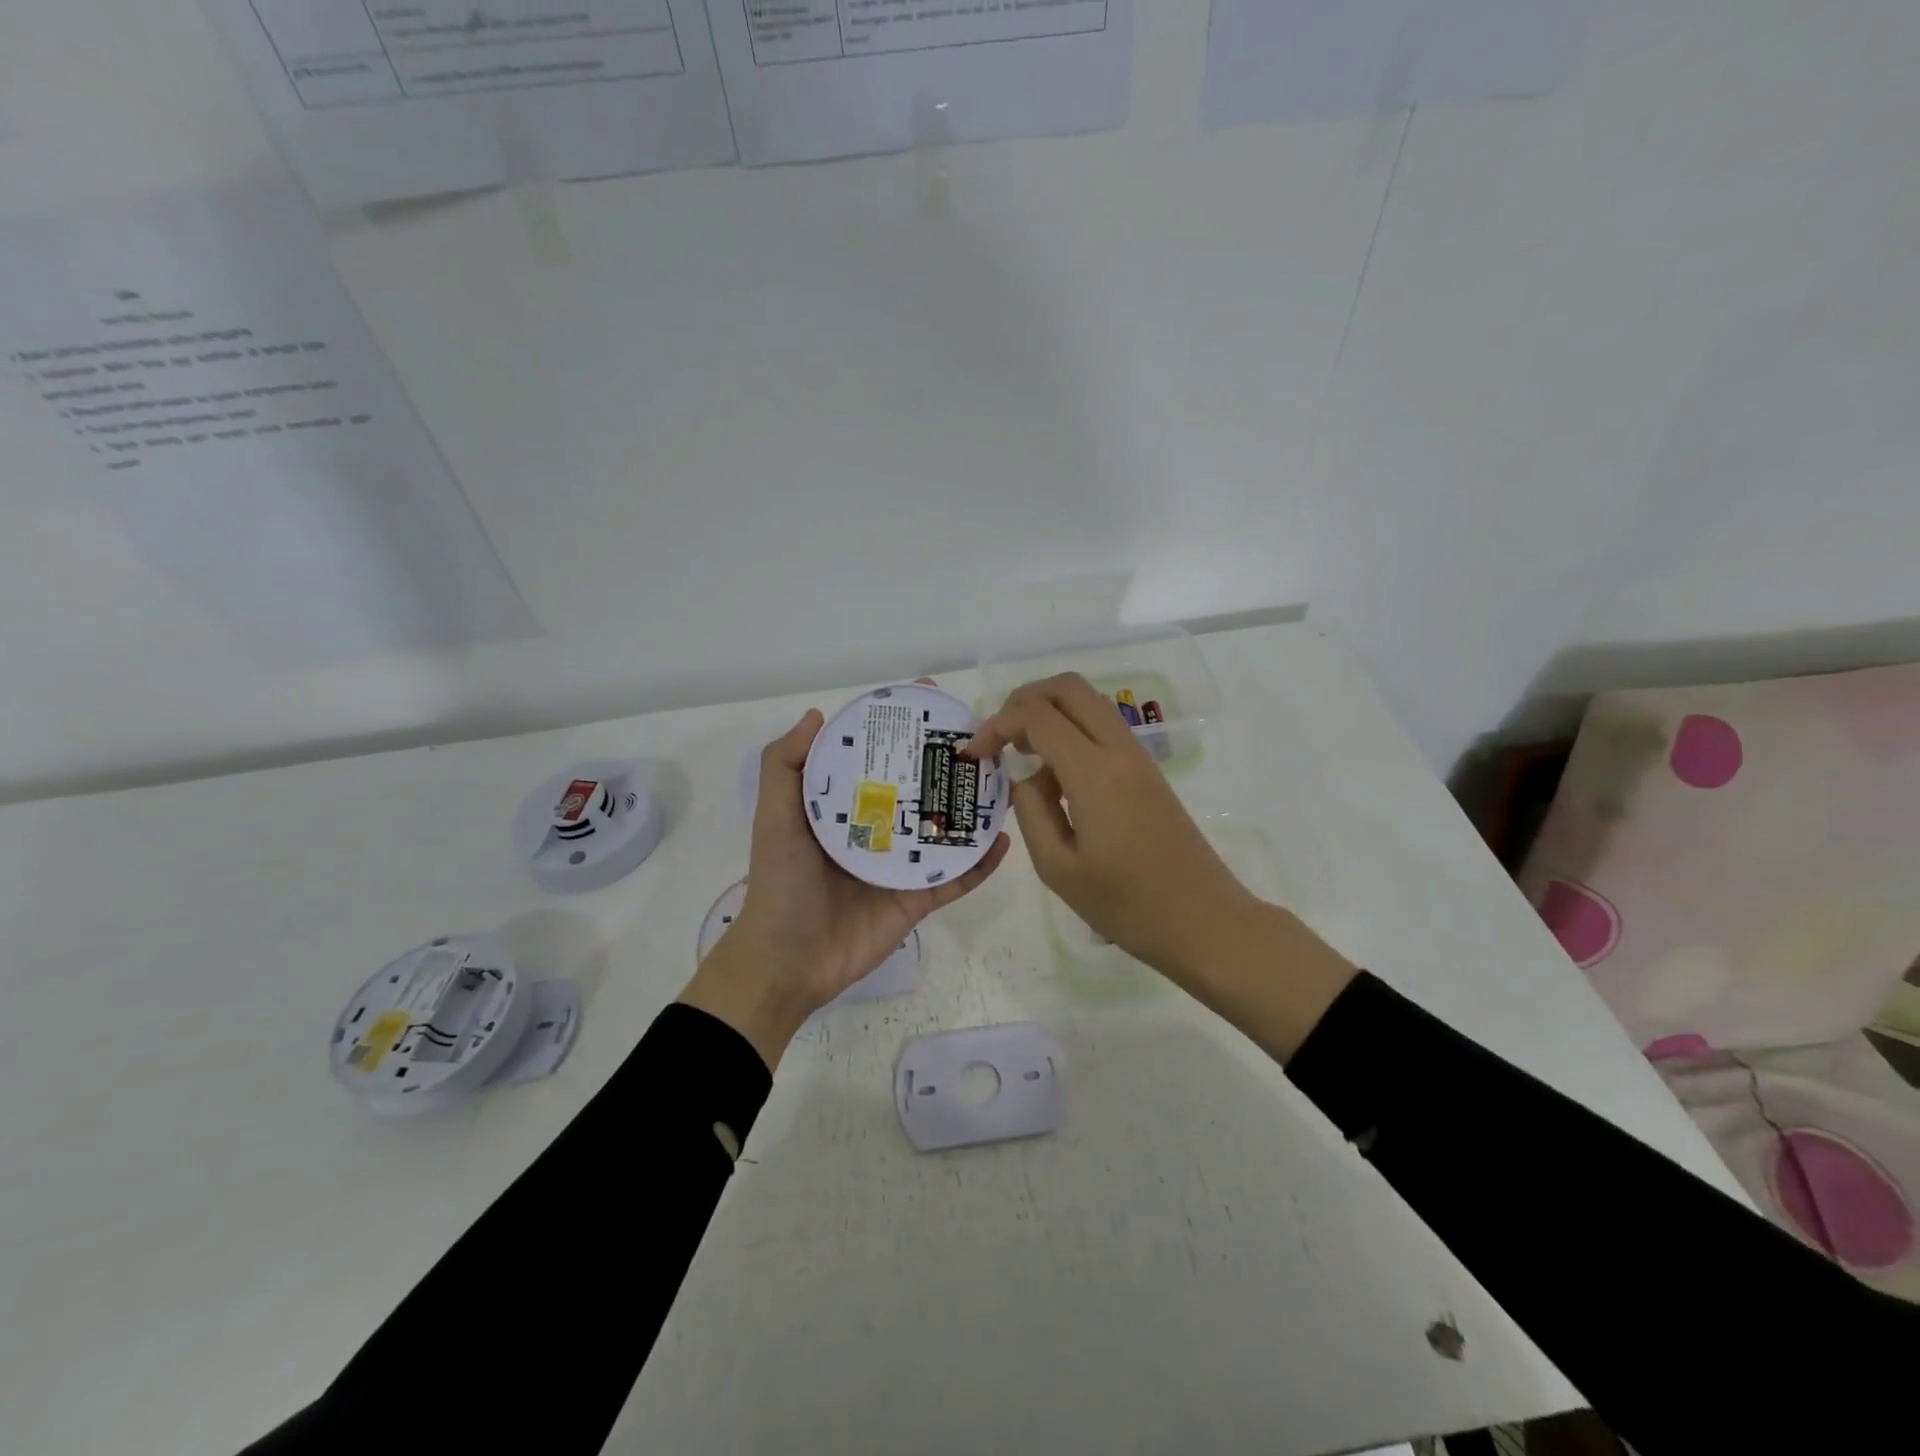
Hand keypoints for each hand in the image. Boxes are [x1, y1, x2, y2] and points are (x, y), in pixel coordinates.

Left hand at [679, 708, 1010, 1067]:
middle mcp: (876, 829)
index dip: (899, 728)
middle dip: (945, 763)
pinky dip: (980, 862)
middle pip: (918, 788)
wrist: (788, 962)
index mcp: (844, 807)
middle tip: (980, 739)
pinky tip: (1003, 839)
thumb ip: (785, 766)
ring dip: (972, 809)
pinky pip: (956, 877)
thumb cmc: (780, 883)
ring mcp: (900, 865)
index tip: (926, 697)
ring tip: (1002, 782)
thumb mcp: (774, 817)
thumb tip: (816, 714)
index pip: (877, 757)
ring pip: (944, 830)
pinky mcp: (917, 899)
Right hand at [963, 673, 1253, 983]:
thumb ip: (1031, 811)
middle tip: (999, 737)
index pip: (1037, 715)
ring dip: (1049, 712)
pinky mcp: (1147, 772)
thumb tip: (1026, 779)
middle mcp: (1119, 750)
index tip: (975, 754)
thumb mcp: (1058, 868)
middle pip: (1068, 687)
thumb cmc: (1127, 905)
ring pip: (1088, 702)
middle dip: (1023, 700)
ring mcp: (1138, 757)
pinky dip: (1071, 730)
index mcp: (1094, 772)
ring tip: (1021, 753)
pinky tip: (1054, 774)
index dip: (997, 725)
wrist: (1204, 922)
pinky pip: (1102, 728)